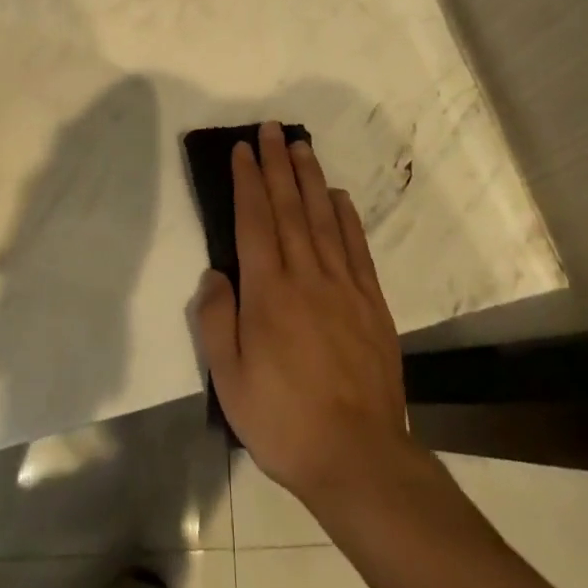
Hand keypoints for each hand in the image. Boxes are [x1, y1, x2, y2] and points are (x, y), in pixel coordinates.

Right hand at [192, 122, 411, 501]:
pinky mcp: (371, 302)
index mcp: (268, 291)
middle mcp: (306, 275)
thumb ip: (216, 321)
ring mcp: (343, 286)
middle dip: (276, 164)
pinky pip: (357, 247)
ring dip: (310, 178)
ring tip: (300, 146)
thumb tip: (216, 273)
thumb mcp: (230, 381)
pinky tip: (339, 195)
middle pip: (289, 207)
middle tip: (270, 129)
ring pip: (323, 217)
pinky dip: (347, 216)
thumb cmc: (284, 420)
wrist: (358, 458)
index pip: (254, 220)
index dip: (247, 181)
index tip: (242, 150)